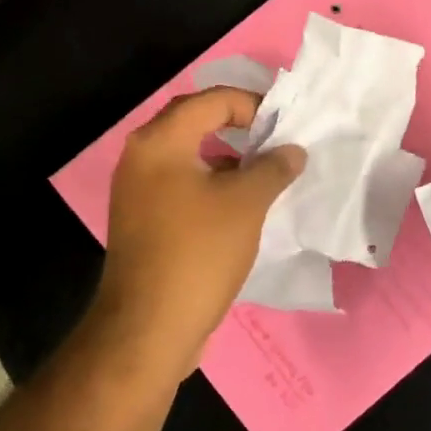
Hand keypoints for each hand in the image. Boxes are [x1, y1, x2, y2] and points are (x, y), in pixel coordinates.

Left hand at [96, 87, 305, 377]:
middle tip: (275, 138)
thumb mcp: (246, 204)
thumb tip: (293, 150)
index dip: (252, 104)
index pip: (211, 100)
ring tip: (265, 170)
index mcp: (159, 142)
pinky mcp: (143, 220)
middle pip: (195, 122)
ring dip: (226, 156)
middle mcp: (141, 157)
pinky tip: (241, 204)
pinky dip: (211, 183)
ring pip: (189, 156)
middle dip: (238, 125)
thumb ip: (273, 167)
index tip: (285, 124)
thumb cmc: (198, 253)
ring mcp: (138, 191)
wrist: (148, 329)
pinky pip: (181, 184)